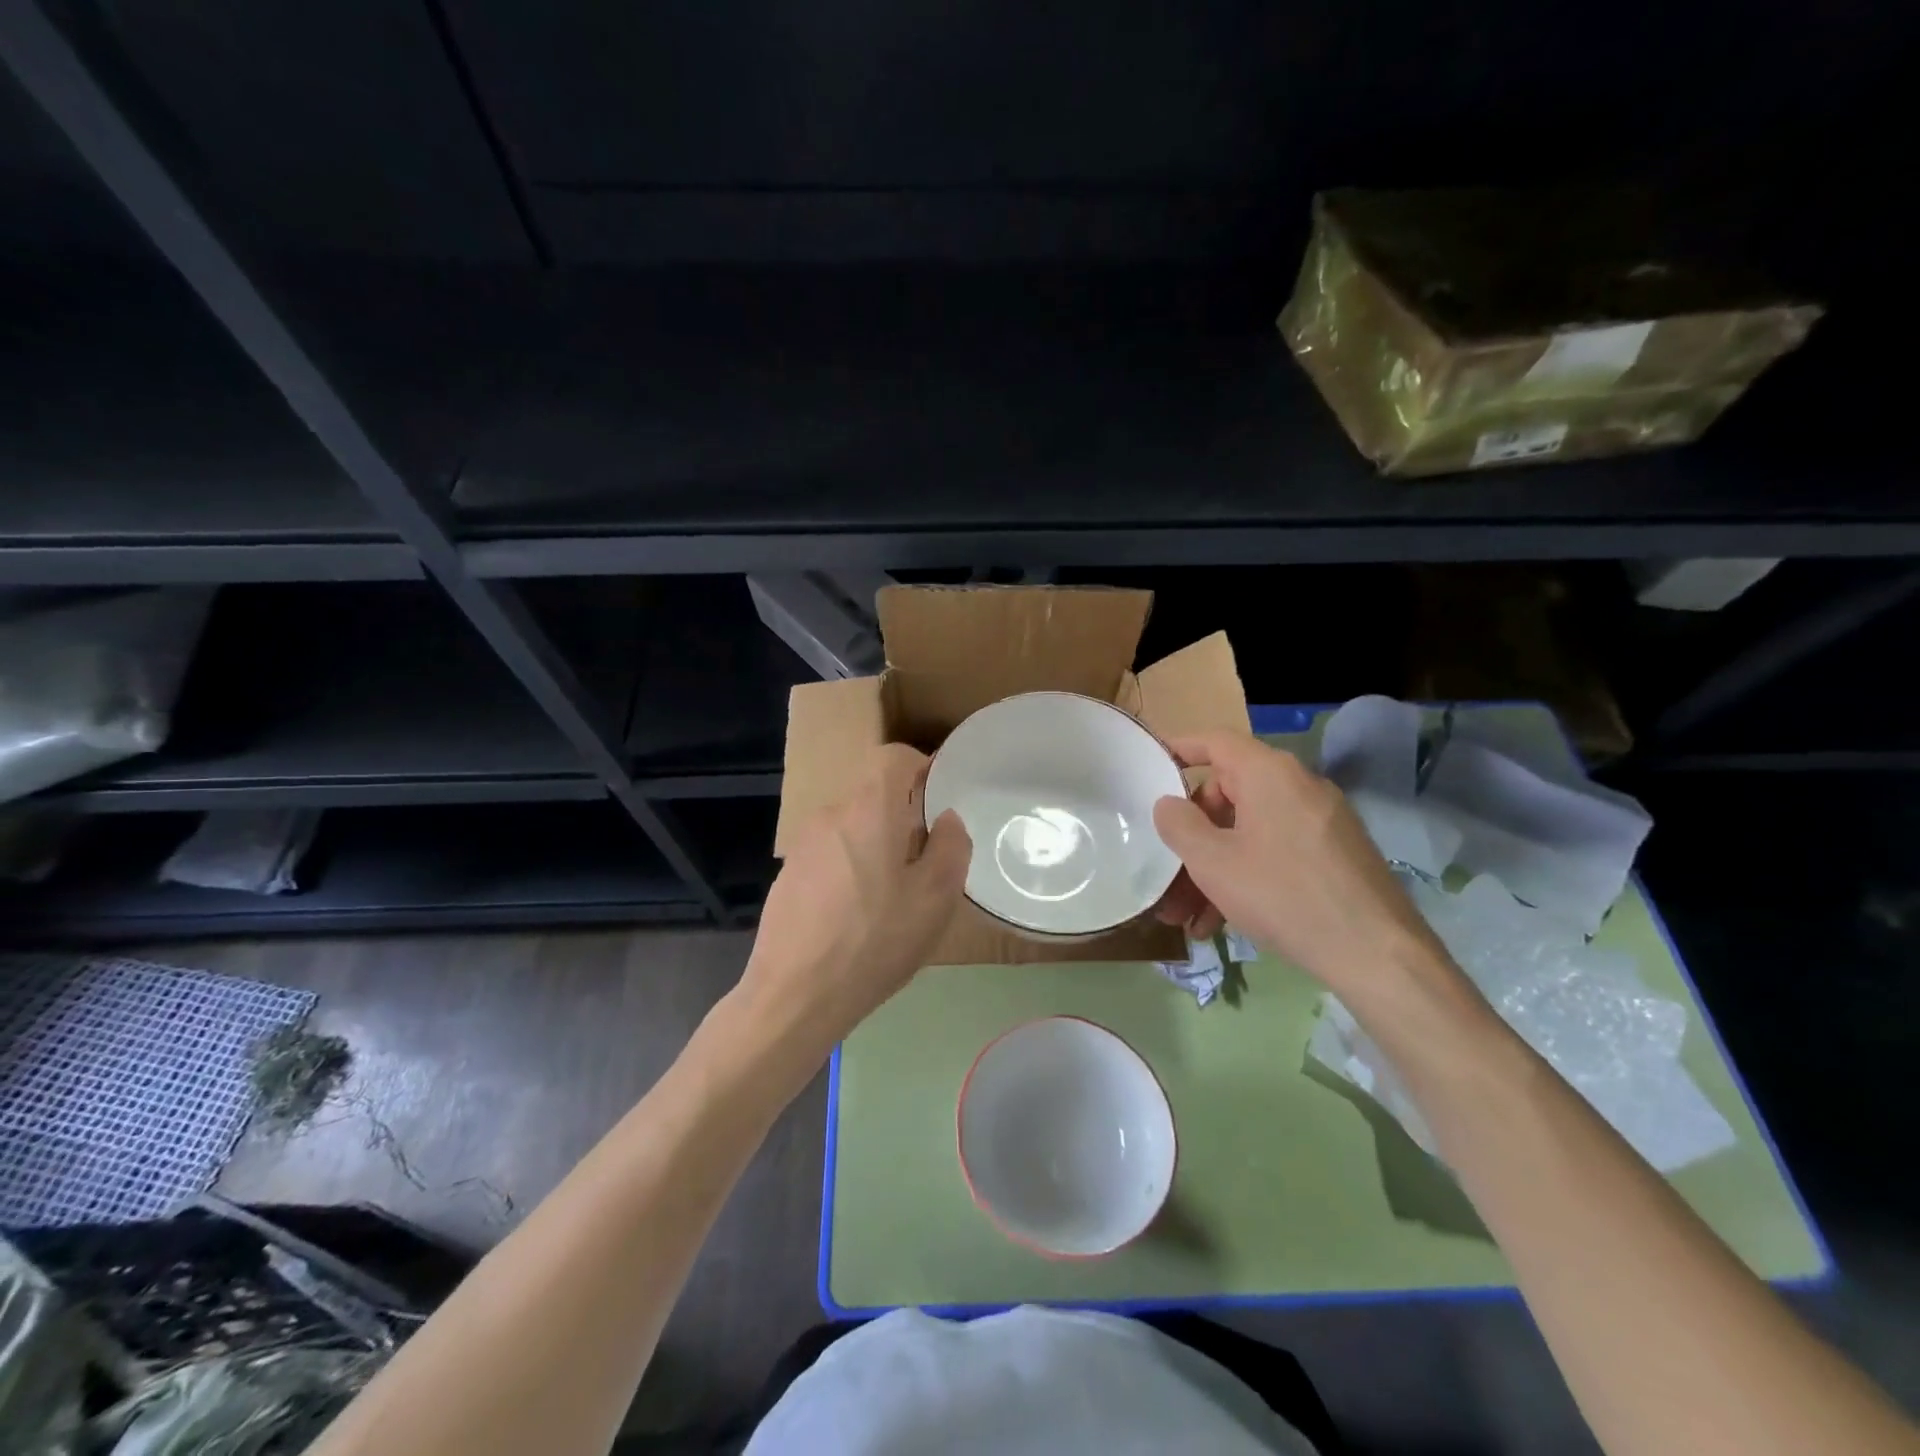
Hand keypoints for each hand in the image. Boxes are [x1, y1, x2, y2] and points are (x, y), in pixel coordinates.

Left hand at [737, 743, 970, 1051]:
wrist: (796, 994)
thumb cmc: (875, 940)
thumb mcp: (935, 897)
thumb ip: (951, 846)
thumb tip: (946, 819)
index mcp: (868, 808)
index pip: (893, 757)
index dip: (920, 766)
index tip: (939, 796)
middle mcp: (831, 814)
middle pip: (872, 794)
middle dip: (902, 815)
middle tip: (925, 858)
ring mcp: (803, 844)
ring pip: (851, 826)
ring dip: (876, 844)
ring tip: (893, 893)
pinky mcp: (788, 874)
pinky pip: (830, 853)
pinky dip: (851, 867)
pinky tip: (857, 914)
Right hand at [1151, 730, 1446, 1002]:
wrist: (1376, 953)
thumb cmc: (1282, 894)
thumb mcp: (1213, 862)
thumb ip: (1179, 825)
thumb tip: (1169, 803)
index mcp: (1269, 773)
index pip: (1215, 741)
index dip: (1180, 748)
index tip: (1150, 765)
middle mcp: (1298, 786)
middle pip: (1228, 794)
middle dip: (1192, 836)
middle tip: (1167, 871)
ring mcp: (1321, 821)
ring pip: (1249, 832)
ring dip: (1212, 869)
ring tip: (1186, 917)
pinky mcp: (1335, 854)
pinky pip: (1275, 852)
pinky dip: (1245, 877)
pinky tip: (1221, 923)